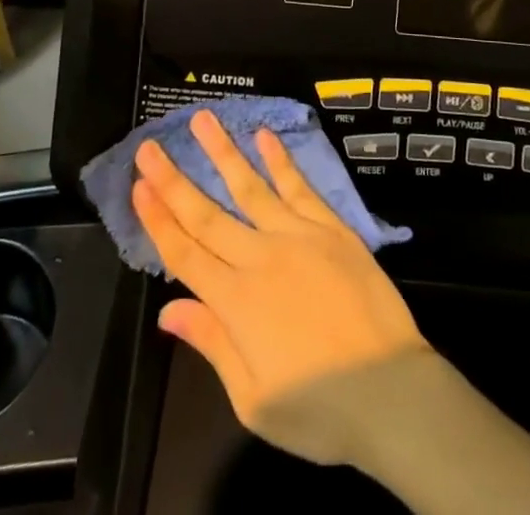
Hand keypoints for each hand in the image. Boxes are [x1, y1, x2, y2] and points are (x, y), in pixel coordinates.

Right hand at [133, 111, 425, 437]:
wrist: (391, 392)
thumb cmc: (320, 410)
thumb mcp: (254, 400)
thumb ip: (212, 344)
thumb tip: (169, 309)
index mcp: (236, 302)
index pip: (185, 252)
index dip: (158, 218)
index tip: (138, 185)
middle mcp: (260, 257)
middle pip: (207, 213)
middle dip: (174, 179)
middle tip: (150, 146)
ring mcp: (298, 236)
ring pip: (250, 186)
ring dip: (223, 152)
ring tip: (203, 119)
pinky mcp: (331, 228)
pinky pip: (299, 187)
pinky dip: (280, 161)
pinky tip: (264, 136)